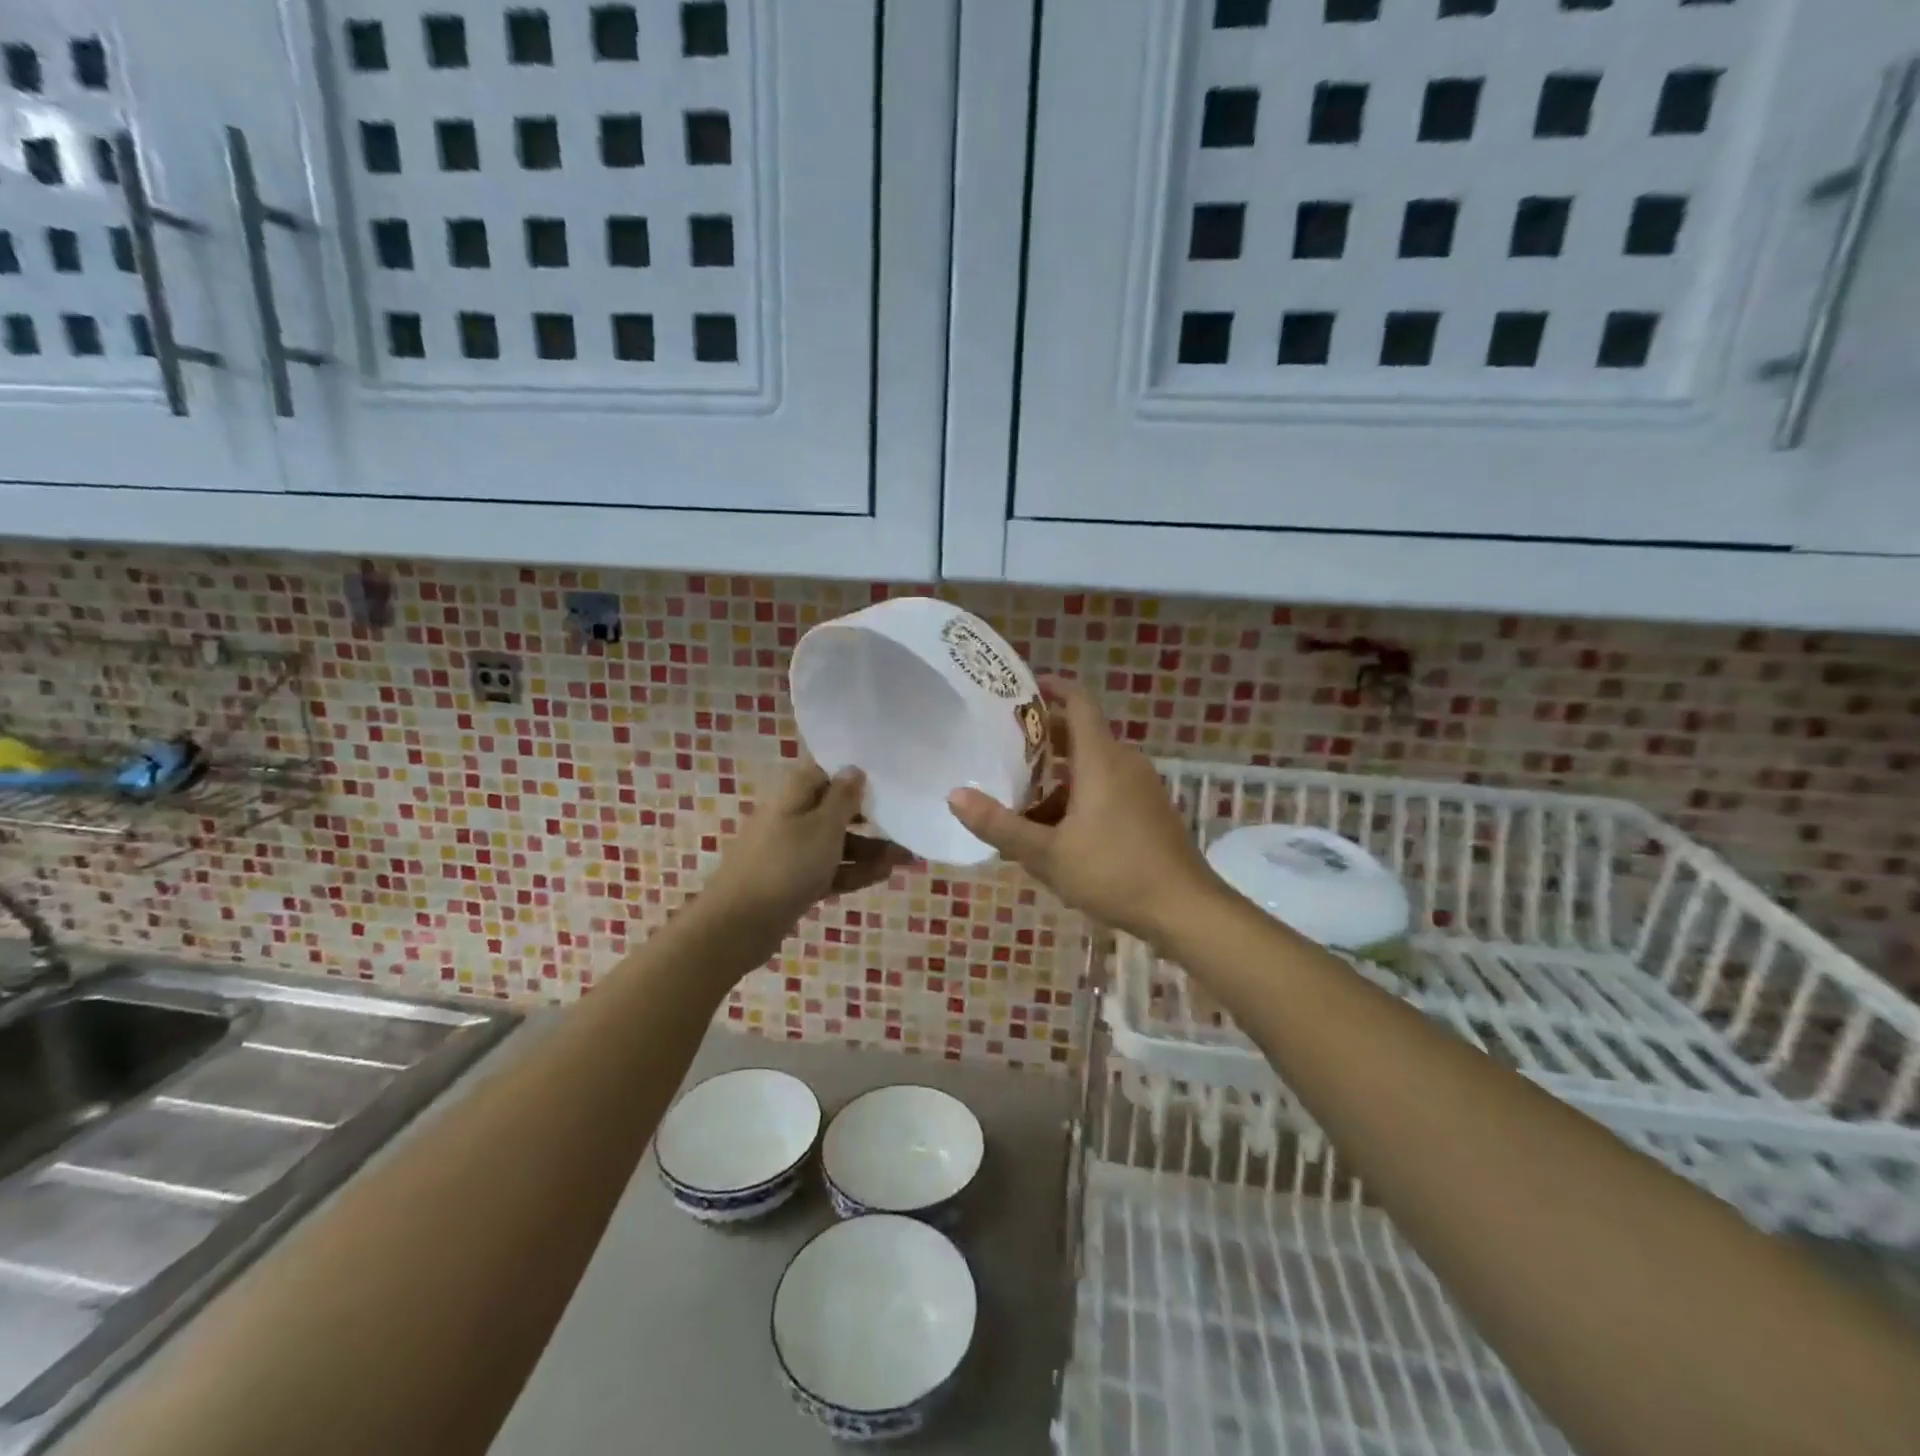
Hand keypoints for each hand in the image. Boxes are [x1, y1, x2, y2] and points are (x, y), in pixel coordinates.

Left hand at [705, 761, 911, 948]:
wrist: (739, 925)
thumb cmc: (786, 865)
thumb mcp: (823, 827)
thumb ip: (843, 798)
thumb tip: (854, 768)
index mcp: (793, 795)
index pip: (825, 771)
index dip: (854, 772)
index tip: (887, 776)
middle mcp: (791, 817)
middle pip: (834, 808)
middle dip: (870, 816)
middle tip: (904, 820)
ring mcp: (791, 851)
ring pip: (836, 842)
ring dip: (869, 848)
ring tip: (906, 856)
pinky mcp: (794, 881)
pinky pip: (829, 869)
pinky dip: (854, 871)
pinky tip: (885, 874)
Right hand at [947, 679, 1219, 943]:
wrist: (1185, 910)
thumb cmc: (1113, 873)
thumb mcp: (1047, 854)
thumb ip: (1000, 825)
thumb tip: (955, 795)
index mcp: (1102, 760)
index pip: (1079, 702)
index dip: (1053, 687)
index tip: (1024, 686)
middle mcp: (1125, 763)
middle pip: (1082, 735)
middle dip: (1045, 739)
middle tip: (1005, 748)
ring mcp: (1142, 787)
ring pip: (1094, 767)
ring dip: (1059, 777)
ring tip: (1022, 800)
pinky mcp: (1150, 811)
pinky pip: (1109, 788)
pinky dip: (1080, 796)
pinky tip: (1058, 833)